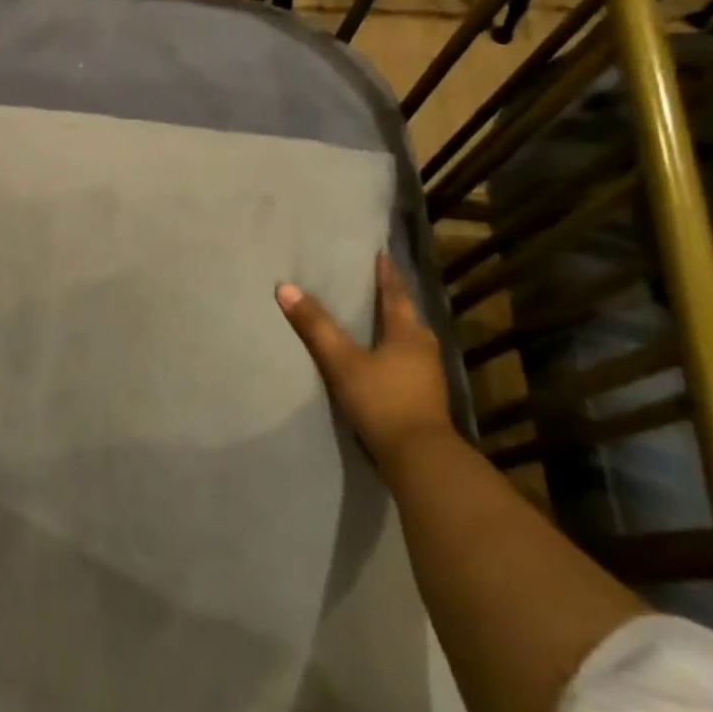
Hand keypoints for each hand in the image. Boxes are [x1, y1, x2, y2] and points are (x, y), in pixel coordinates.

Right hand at [276, 254, 454, 465]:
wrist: (419, 457)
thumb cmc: (382, 401)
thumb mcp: (342, 362)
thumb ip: (315, 327)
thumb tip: (284, 288)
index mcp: (408, 333)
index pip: (396, 294)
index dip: (387, 274)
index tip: (382, 254)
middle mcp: (424, 348)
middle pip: (408, 316)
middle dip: (393, 299)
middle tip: (376, 285)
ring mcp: (428, 375)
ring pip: (410, 340)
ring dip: (396, 327)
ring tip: (377, 320)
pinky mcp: (425, 397)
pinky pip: (409, 362)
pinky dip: (395, 352)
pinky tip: (383, 360)